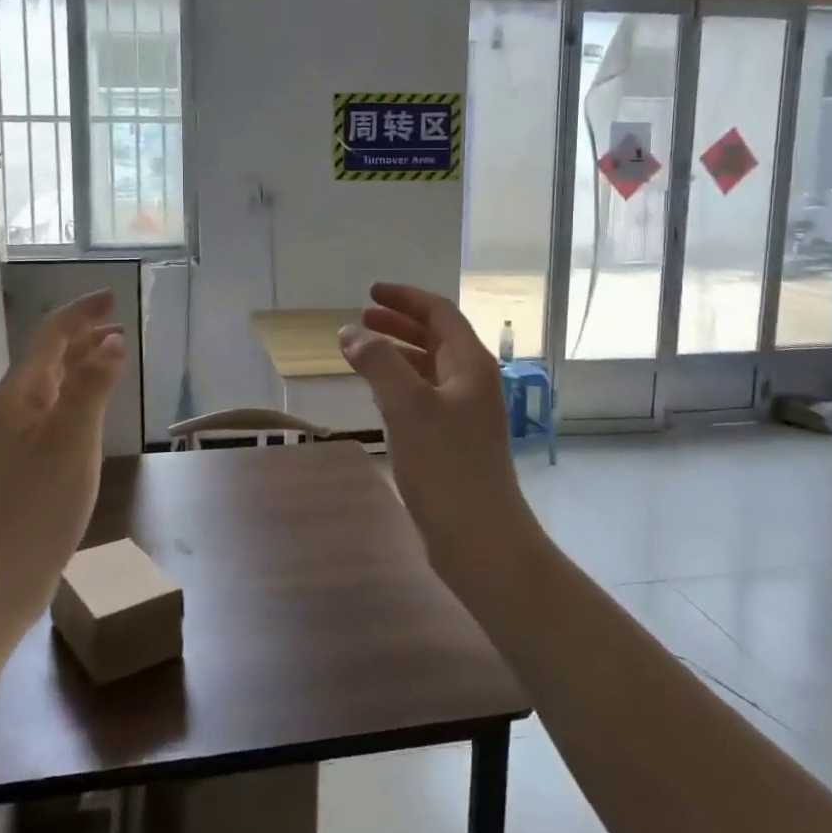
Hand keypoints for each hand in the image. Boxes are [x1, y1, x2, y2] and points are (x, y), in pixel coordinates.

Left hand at [0, 291, 126, 616]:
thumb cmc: (35, 503)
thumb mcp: (71, 439)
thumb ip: (92, 386)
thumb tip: (112, 337)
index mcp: (22, 393)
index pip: (51, 335)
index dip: (81, 312)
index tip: (112, 297)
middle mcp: (16, 406)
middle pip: (49, 355)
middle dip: (82, 333)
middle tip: (118, 321)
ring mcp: (19, 436)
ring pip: (52, 383)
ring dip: (81, 361)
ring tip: (112, 353)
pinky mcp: (27, 462)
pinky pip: (56, 409)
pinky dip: (79, 393)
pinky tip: (93, 408)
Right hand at [339, 283, 540, 590]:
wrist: (480, 539)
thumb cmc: (445, 466)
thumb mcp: (407, 406)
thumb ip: (378, 362)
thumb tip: (350, 332)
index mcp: (471, 365)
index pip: (439, 313)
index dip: (405, 298)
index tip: (370, 293)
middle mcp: (473, 383)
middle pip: (436, 338)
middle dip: (398, 325)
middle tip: (360, 320)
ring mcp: (467, 414)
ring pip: (430, 369)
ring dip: (397, 355)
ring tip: (362, 354)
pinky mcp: (456, 442)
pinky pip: (426, 398)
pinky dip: (401, 385)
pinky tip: (379, 396)